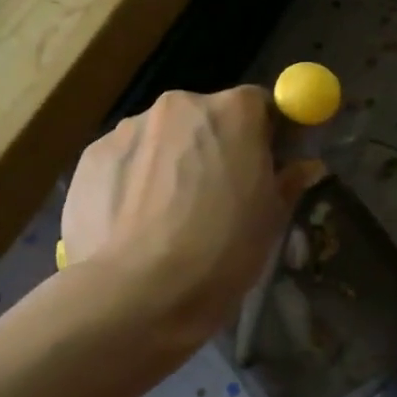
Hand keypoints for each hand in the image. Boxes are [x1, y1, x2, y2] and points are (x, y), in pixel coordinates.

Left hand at [62, 88, 318, 348]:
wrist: (137, 293)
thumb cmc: (222, 251)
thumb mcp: (270, 219)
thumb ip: (288, 180)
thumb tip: (305, 166)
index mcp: (233, 111)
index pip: (259, 104)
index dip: (265, 133)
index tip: (265, 164)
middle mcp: (180, 104)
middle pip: (205, 116)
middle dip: (214, 145)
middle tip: (216, 195)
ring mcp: (129, 127)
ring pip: (162, 138)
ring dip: (171, 161)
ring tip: (166, 217)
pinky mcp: (91, 155)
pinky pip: (126, 160)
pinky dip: (133, 180)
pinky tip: (133, 223)